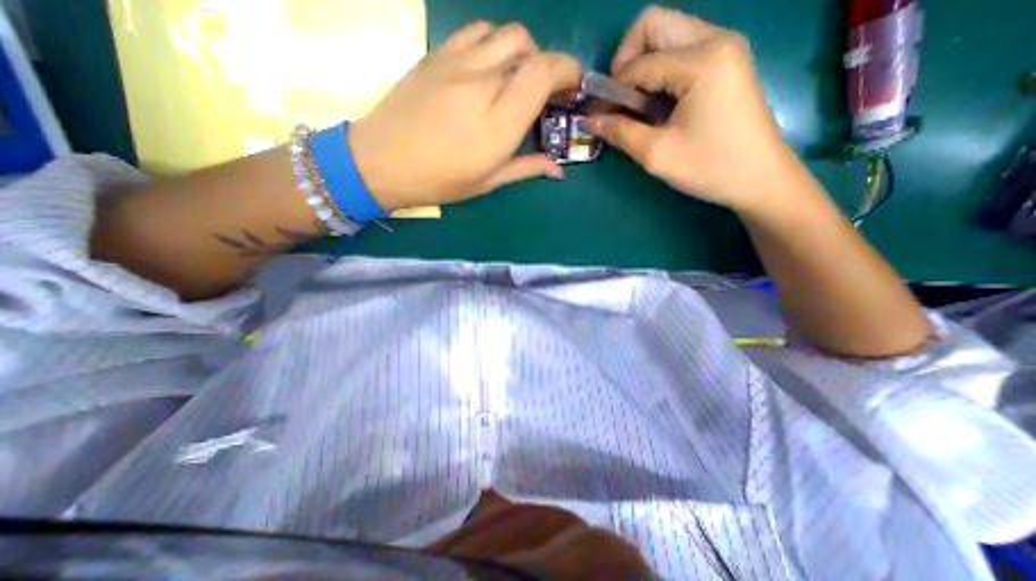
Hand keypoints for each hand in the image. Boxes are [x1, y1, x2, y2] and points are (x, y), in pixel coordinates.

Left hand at [349, 20, 581, 210]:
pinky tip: (491, 66)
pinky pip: (477, 32)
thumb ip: (527, 168)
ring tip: (520, 77)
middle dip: (549, 63)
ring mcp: (457, 63)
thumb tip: (558, 169)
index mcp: (499, 122)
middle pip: (529, 48)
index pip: (544, 73)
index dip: (567, 70)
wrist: (381, 161)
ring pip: (505, 33)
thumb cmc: (439, 181)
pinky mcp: (437, 55)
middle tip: (548, 89)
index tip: (574, 85)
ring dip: (523, 50)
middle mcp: (482, 83)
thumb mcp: (488, 182)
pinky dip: (495, 42)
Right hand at [581, 7, 808, 214]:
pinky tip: (659, 104)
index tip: (598, 116)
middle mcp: (716, 39)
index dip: (612, 90)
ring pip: (668, 35)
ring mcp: (725, 47)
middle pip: (654, 24)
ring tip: (639, 106)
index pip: (640, 63)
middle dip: (626, 61)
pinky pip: (682, 50)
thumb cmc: (710, 167)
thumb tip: (588, 121)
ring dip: (643, 66)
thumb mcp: (657, 154)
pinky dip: (661, 71)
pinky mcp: (727, 61)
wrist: (760, 178)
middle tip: (620, 100)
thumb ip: (620, 132)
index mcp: (701, 60)